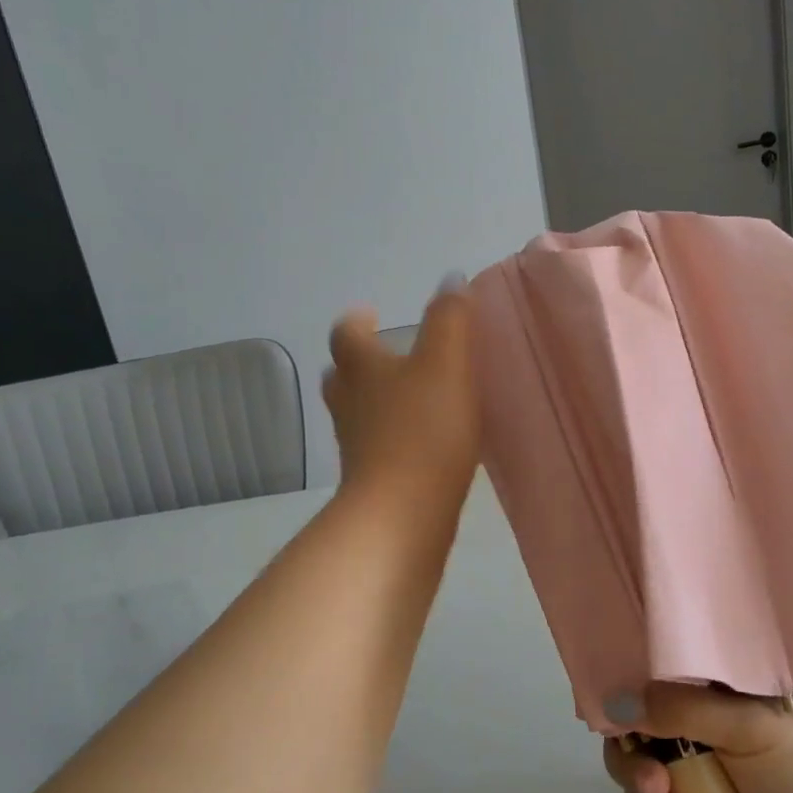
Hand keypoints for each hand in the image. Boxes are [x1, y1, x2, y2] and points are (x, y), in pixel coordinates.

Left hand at [323, 276, 479, 505]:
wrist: (402, 514)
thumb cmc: (424, 430)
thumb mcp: (446, 363)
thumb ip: (450, 319)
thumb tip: (451, 278)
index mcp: (361, 369)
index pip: (346, 335)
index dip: (356, 322)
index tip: (370, 315)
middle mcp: (349, 405)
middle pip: (341, 377)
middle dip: (358, 364)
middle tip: (384, 358)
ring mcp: (355, 447)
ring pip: (356, 415)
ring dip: (374, 402)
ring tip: (407, 399)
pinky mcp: (370, 482)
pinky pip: (376, 449)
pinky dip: (390, 439)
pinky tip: (420, 445)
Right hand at [603, 683, 792, 792]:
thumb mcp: (748, 725)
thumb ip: (681, 709)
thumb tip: (614, 703)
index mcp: (718, 688)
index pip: (658, 674)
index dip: (631, 687)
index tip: (615, 710)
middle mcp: (700, 723)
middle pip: (637, 723)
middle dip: (633, 752)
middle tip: (651, 778)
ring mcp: (694, 771)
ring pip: (637, 767)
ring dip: (642, 788)